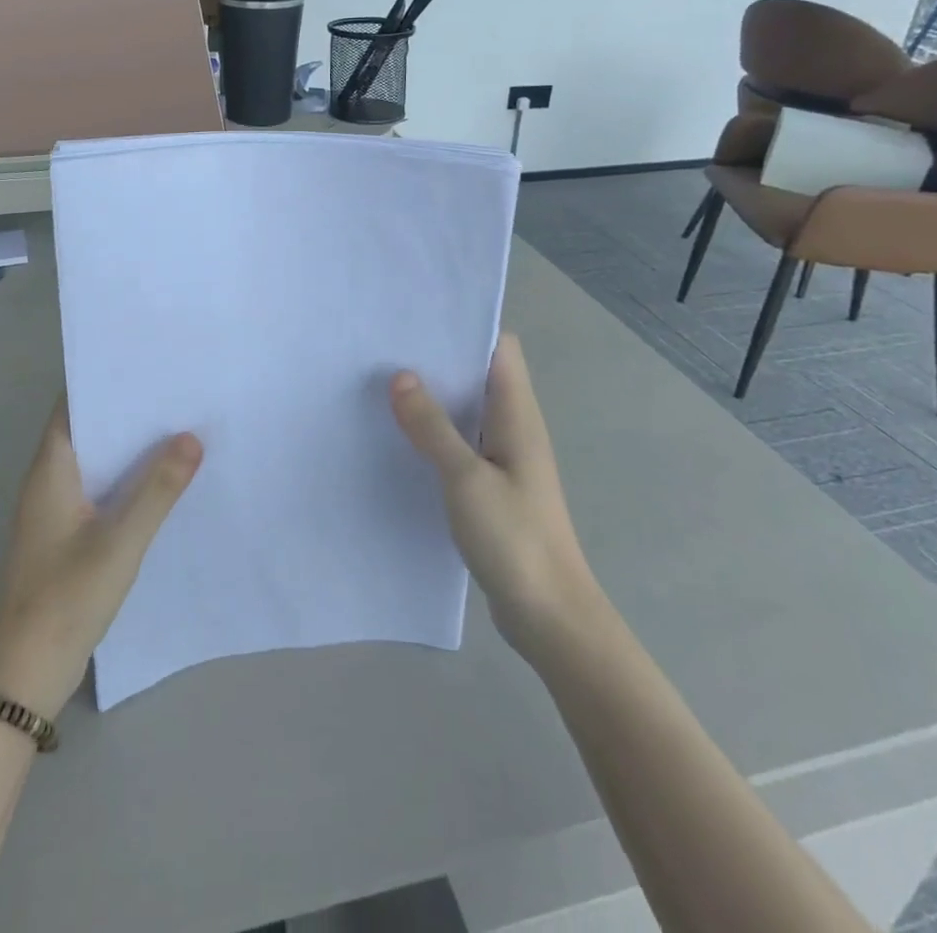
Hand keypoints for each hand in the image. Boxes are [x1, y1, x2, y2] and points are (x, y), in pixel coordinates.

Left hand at [0, 397, 201, 720]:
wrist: (25, 674)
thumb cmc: (66, 599)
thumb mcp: (120, 542)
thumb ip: (158, 489)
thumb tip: (192, 436)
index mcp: (51, 470)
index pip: (73, 405)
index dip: (105, 380)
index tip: (146, 363)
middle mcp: (48, 481)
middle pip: (88, 429)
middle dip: (127, 410)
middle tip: (176, 390)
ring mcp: (55, 510)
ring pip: (96, 461)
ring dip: (129, 445)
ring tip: (178, 424)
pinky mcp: (65, 535)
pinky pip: (99, 489)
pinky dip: (126, 477)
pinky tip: (161, 480)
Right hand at [391, 333, 598, 662]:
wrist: (550, 616)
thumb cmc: (514, 538)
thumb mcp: (465, 478)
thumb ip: (433, 426)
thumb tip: (401, 375)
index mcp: (518, 414)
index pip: (500, 348)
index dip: (465, 328)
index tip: (419, 320)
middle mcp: (515, 428)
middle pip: (480, 376)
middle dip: (439, 361)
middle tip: (387, 350)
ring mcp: (506, 459)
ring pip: (468, 411)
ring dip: (435, 399)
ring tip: (385, 386)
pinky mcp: (493, 487)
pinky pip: (462, 444)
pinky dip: (436, 434)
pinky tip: (402, 439)